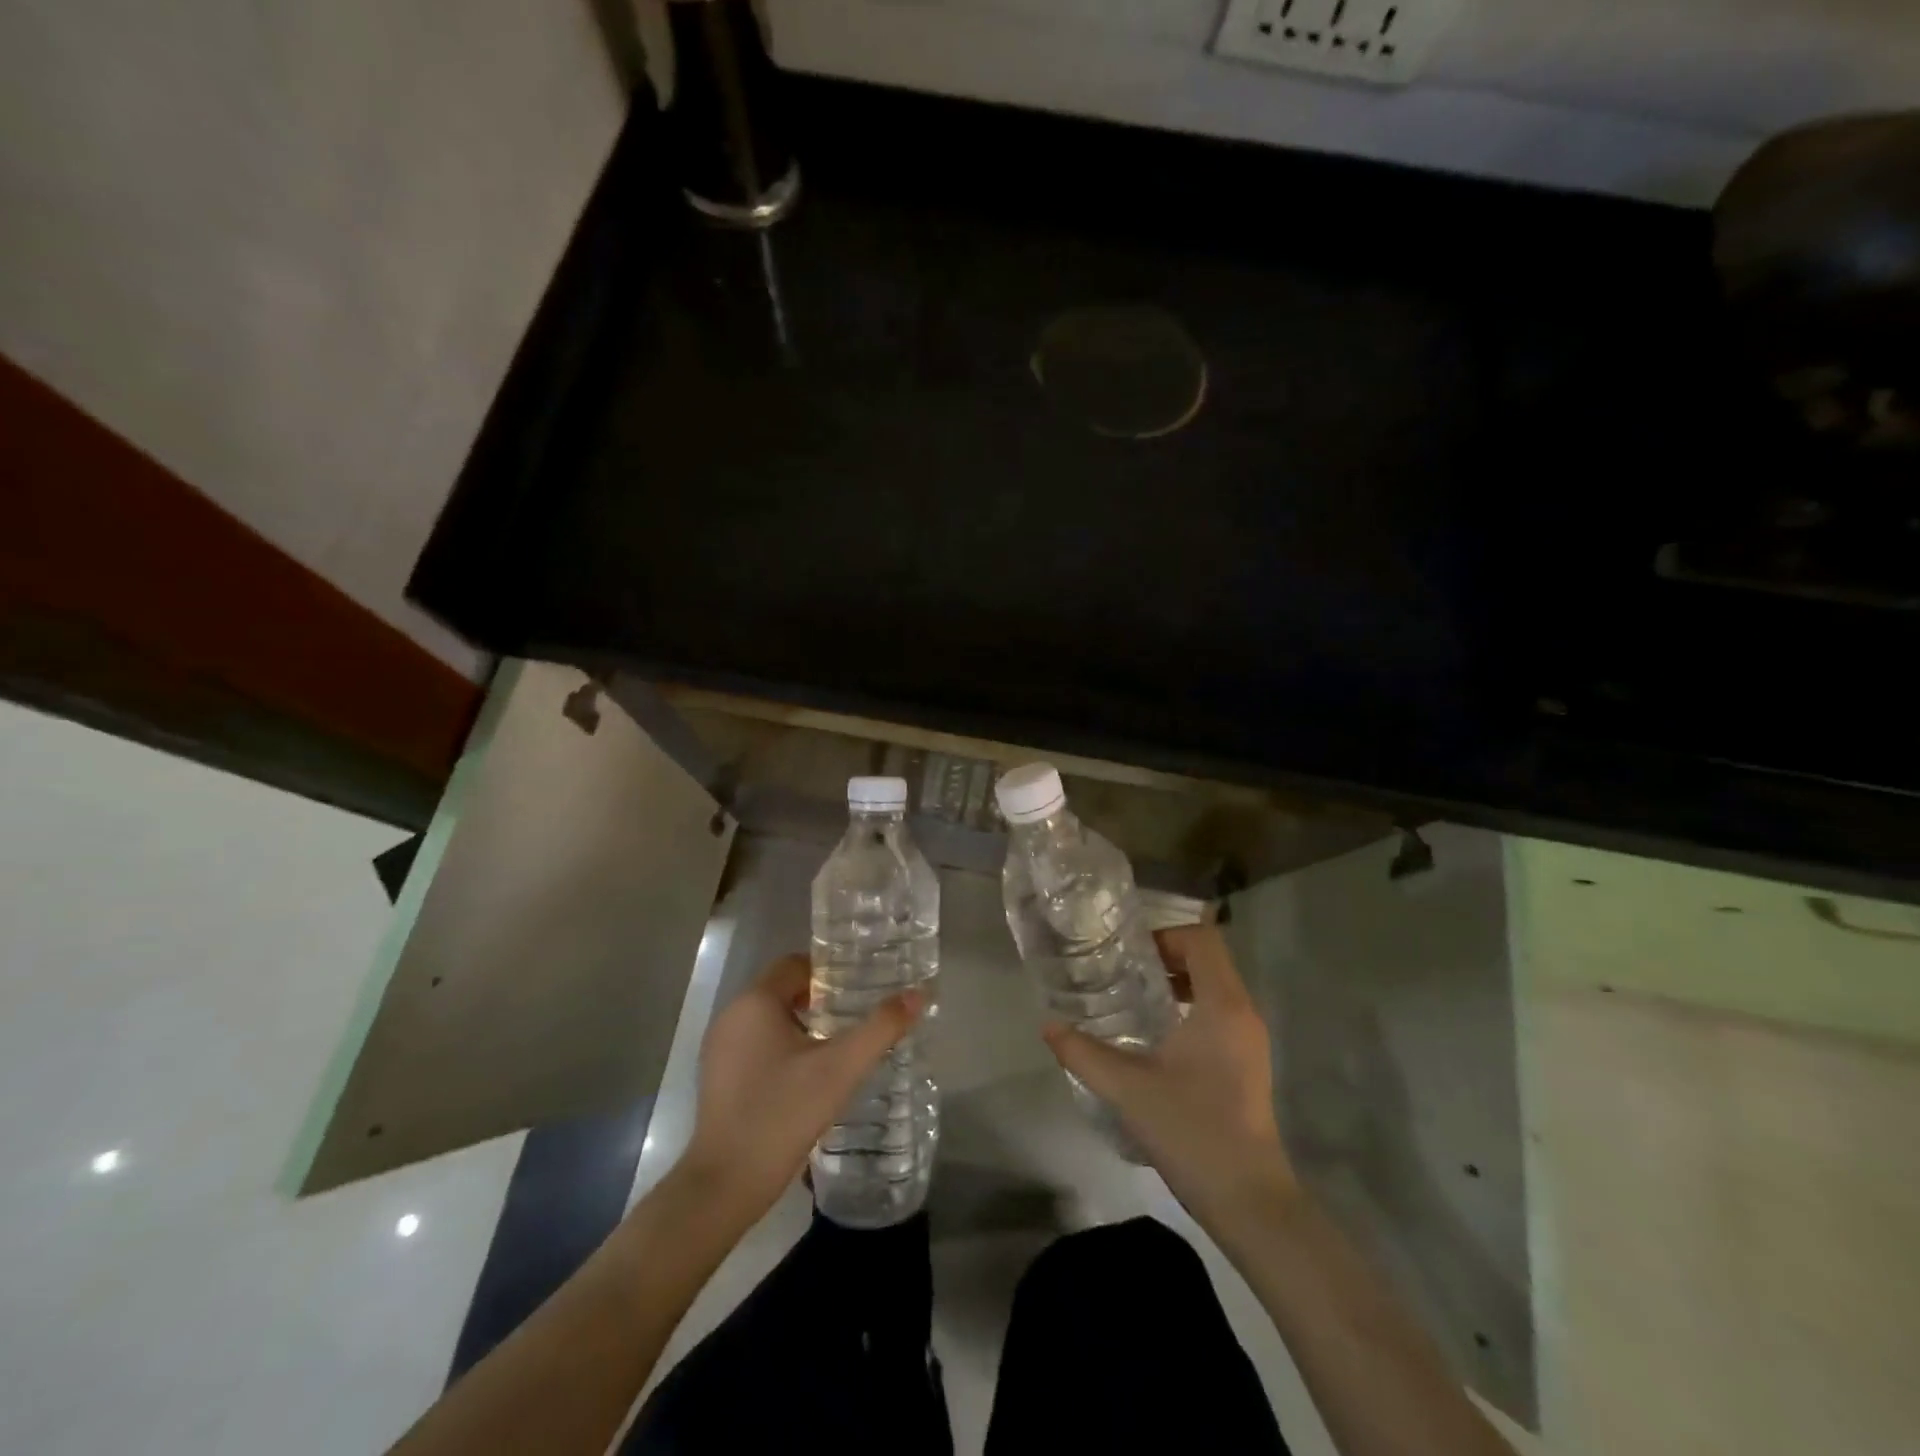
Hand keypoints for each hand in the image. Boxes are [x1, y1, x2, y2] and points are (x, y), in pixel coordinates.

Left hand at [681, 954, 923, 1222]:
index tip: (860, 986)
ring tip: (839, 1042)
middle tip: (857, 1012)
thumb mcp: (841, 1068)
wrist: (726, 1185)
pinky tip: (808, 1073)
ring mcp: (720, 1048)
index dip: (829, 970)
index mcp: (755, 1002)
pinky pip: (756, 1043)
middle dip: (820, 996)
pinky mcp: (718, 1076)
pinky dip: (783, 1045)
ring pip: (769, 1017)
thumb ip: (881, 1028)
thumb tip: (920, 993)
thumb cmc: (783, 1114)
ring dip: (803, 1022)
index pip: (795, 964)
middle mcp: (732, 1015)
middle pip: (782, 989)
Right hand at [1042, 924, 1296, 1224]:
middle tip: (1123, 973)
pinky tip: (1155, 1039)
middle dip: (1166, 958)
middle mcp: (1243, 1014)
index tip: (1129, 955)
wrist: (1250, 1202)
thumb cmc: (1192, 1130)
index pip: (1202, 940)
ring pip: (1215, 988)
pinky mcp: (1247, 1065)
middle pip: (1209, 960)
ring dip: (1177, 984)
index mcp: (1223, 1006)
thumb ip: (1083, 1053)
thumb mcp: (1128, 1088)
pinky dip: (1189, 1010)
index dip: (1165, 936)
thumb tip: (1048, 1025)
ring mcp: (1249, 1041)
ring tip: (1133, 1000)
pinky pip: (1219, 1015)